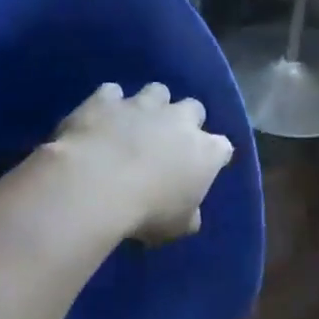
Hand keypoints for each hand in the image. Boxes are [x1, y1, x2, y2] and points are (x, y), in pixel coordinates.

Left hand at [51, 83, 233, 243]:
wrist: (95, 185)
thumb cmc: (146, 211)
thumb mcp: (176, 227)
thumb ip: (188, 215)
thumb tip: (190, 215)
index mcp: (205, 152)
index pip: (223, 148)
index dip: (214, 157)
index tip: (202, 169)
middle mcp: (179, 119)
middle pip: (194, 108)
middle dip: (185, 120)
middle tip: (170, 141)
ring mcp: (142, 105)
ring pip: (157, 91)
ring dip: (151, 105)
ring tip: (136, 123)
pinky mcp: (106, 100)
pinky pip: (112, 93)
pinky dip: (109, 104)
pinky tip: (101, 118)